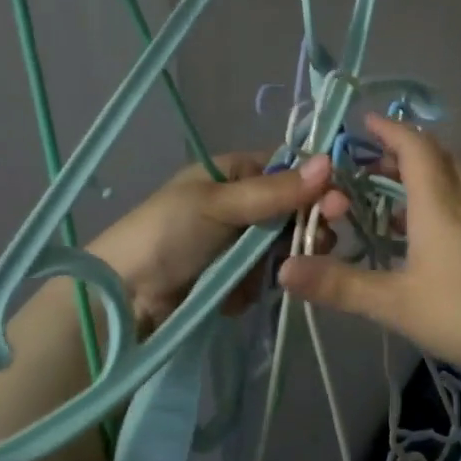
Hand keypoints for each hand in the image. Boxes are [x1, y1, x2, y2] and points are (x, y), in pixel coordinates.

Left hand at [90, 152, 334, 332]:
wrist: (124, 298)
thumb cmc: (167, 233)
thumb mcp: (219, 205)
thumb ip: (275, 190)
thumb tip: (328, 162)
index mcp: (234, 174)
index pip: (289, 170)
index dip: (316, 184)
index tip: (337, 201)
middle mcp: (242, 205)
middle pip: (295, 210)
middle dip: (309, 224)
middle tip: (321, 239)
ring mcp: (241, 244)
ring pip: (287, 245)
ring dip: (291, 256)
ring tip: (287, 268)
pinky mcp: (240, 279)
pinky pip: (271, 275)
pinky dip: (267, 282)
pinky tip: (258, 289)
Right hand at [277, 114, 460, 379]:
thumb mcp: (399, 304)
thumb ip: (342, 286)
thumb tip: (283, 269)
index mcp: (438, 204)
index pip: (414, 147)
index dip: (388, 130)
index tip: (363, 122)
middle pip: (437, 158)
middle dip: (403, 152)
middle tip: (371, 164)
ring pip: (454, 183)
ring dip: (422, 180)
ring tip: (391, 201)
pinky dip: (440, 206)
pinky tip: (429, 241)